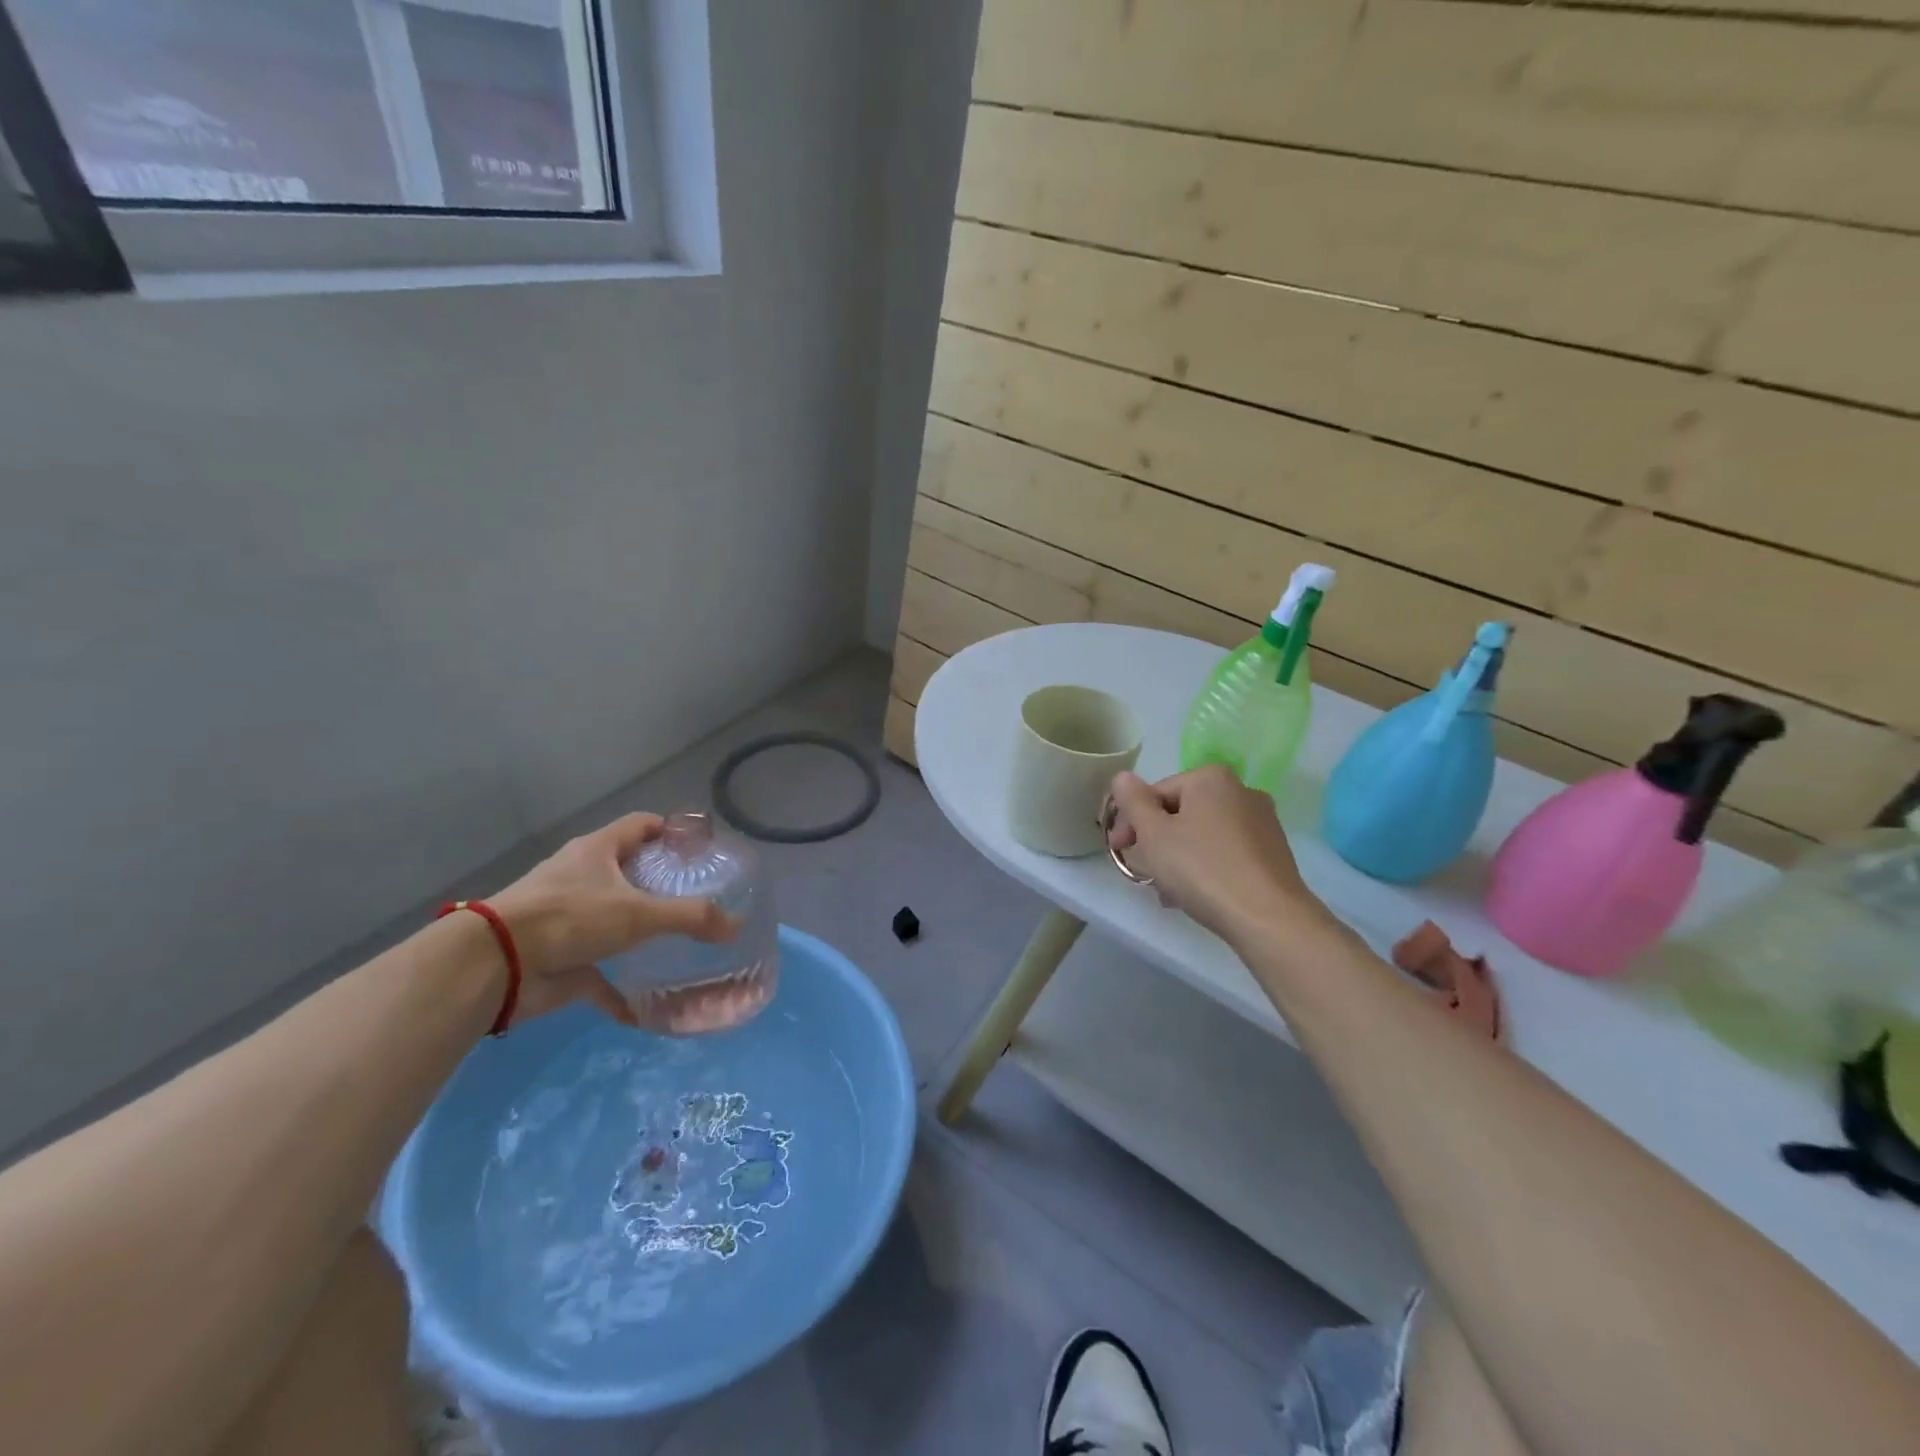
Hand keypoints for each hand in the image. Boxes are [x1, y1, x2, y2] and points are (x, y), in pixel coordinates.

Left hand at [488, 813, 735, 1025]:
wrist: (496, 965)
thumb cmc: (570, 918)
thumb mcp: (639, 913)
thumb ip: (690, 917)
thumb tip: (736, 926)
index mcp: (597, 850)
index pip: (642, 825)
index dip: (673, 831)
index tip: (702, 851)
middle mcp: (581, 876)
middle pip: (628, 869)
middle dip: (661, 883)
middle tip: (699, 897)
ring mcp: (567, 917)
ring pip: (612, 917)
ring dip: (640, 930)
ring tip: (681, 941)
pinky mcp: (560, 956)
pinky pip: (599, 971)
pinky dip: (621, 987)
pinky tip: (648, 1003)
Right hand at [1106, 766, 1335, 950]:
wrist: (1268, 917)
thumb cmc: (1202, 869)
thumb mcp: (1154, 834)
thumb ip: (1133, 802)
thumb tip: (1123, 777)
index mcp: (1210, 778)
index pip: (1156, 793)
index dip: (1131, 821)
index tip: (1118, 849)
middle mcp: (1241, 790)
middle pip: (1180, 812)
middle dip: (1155, 841)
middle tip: (1140, 872)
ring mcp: (1262, 822)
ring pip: (1202, 834)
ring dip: (1178, 857)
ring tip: (1165, 891)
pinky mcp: (1273, 852)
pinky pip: (1226, 852)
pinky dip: (1205, 866)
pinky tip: (1194, 895)